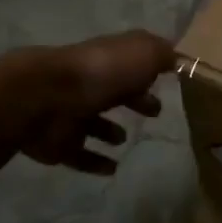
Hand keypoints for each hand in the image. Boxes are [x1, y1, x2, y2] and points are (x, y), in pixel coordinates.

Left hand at [21, 30, 174, 175]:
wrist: (45, 97)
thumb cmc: (101, 72)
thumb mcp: (143, 53)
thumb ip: (162, 54)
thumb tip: (176, 58)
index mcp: (108, 60)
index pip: (131, 65)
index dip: (149, 74)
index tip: (167, 86)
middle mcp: (89, 84)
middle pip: (113, 92)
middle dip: (134, 100)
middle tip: (155, 114)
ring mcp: (70, 113)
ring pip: (93, 123)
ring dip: (109, 131)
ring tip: (126, 140)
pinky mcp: (58, 143)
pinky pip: (80, 154)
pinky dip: (95, 162)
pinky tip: (112, 169)